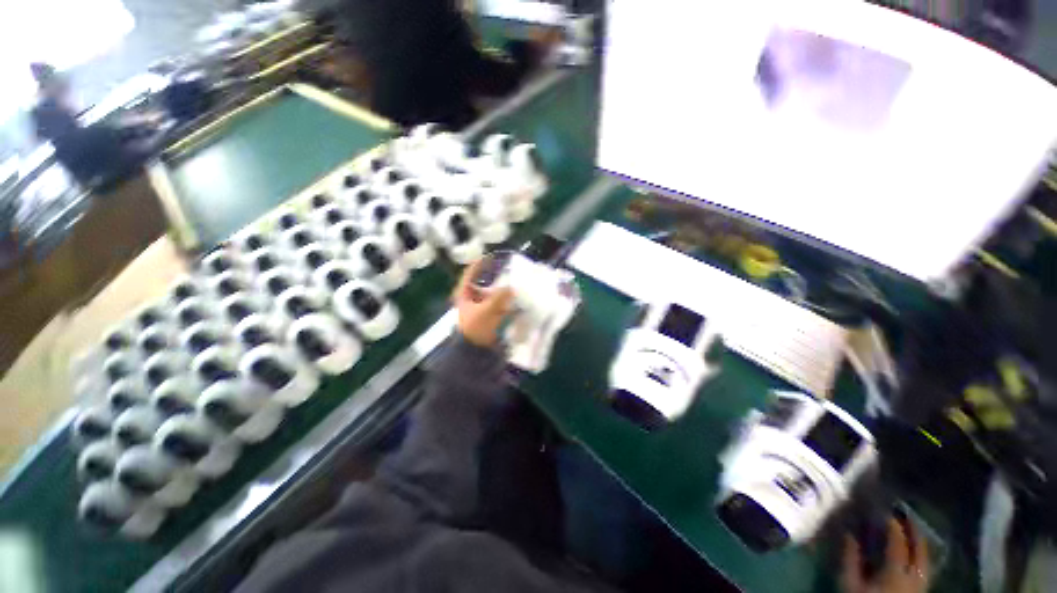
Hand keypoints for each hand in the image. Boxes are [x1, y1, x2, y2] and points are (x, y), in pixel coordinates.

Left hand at [452, 260, 514, 347]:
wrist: (474, 351)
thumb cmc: (476, 328)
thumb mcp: (487, 310)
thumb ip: (500, 297)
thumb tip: (512, 287)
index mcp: (463, 294)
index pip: (469, 273)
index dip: (479, 263)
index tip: (491, 256)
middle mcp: (470, 299)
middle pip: (482, 282)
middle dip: (494, 276)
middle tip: (506, 269)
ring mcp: (479, 308)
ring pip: (490, 293)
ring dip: (501, 289)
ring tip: (513, 282)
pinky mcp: (487, 316)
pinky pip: (497, 304)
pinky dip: (505, 301)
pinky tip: (515, 299)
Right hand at [842, 518, 929, 592]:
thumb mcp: (849, 585)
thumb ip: (850, 559)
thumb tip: (849, 533)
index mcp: (896, 573)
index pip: (898, 543)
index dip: (893, 526)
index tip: (886, 511)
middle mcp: (914, 577)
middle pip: (920, 550)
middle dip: (914, 531)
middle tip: (906, 514)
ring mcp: (921, 586)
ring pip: (927, 561)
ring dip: (920, 543)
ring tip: (911, 530)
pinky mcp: (921, 592)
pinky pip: (925, 570)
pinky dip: (921, 557)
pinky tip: (914, 554)